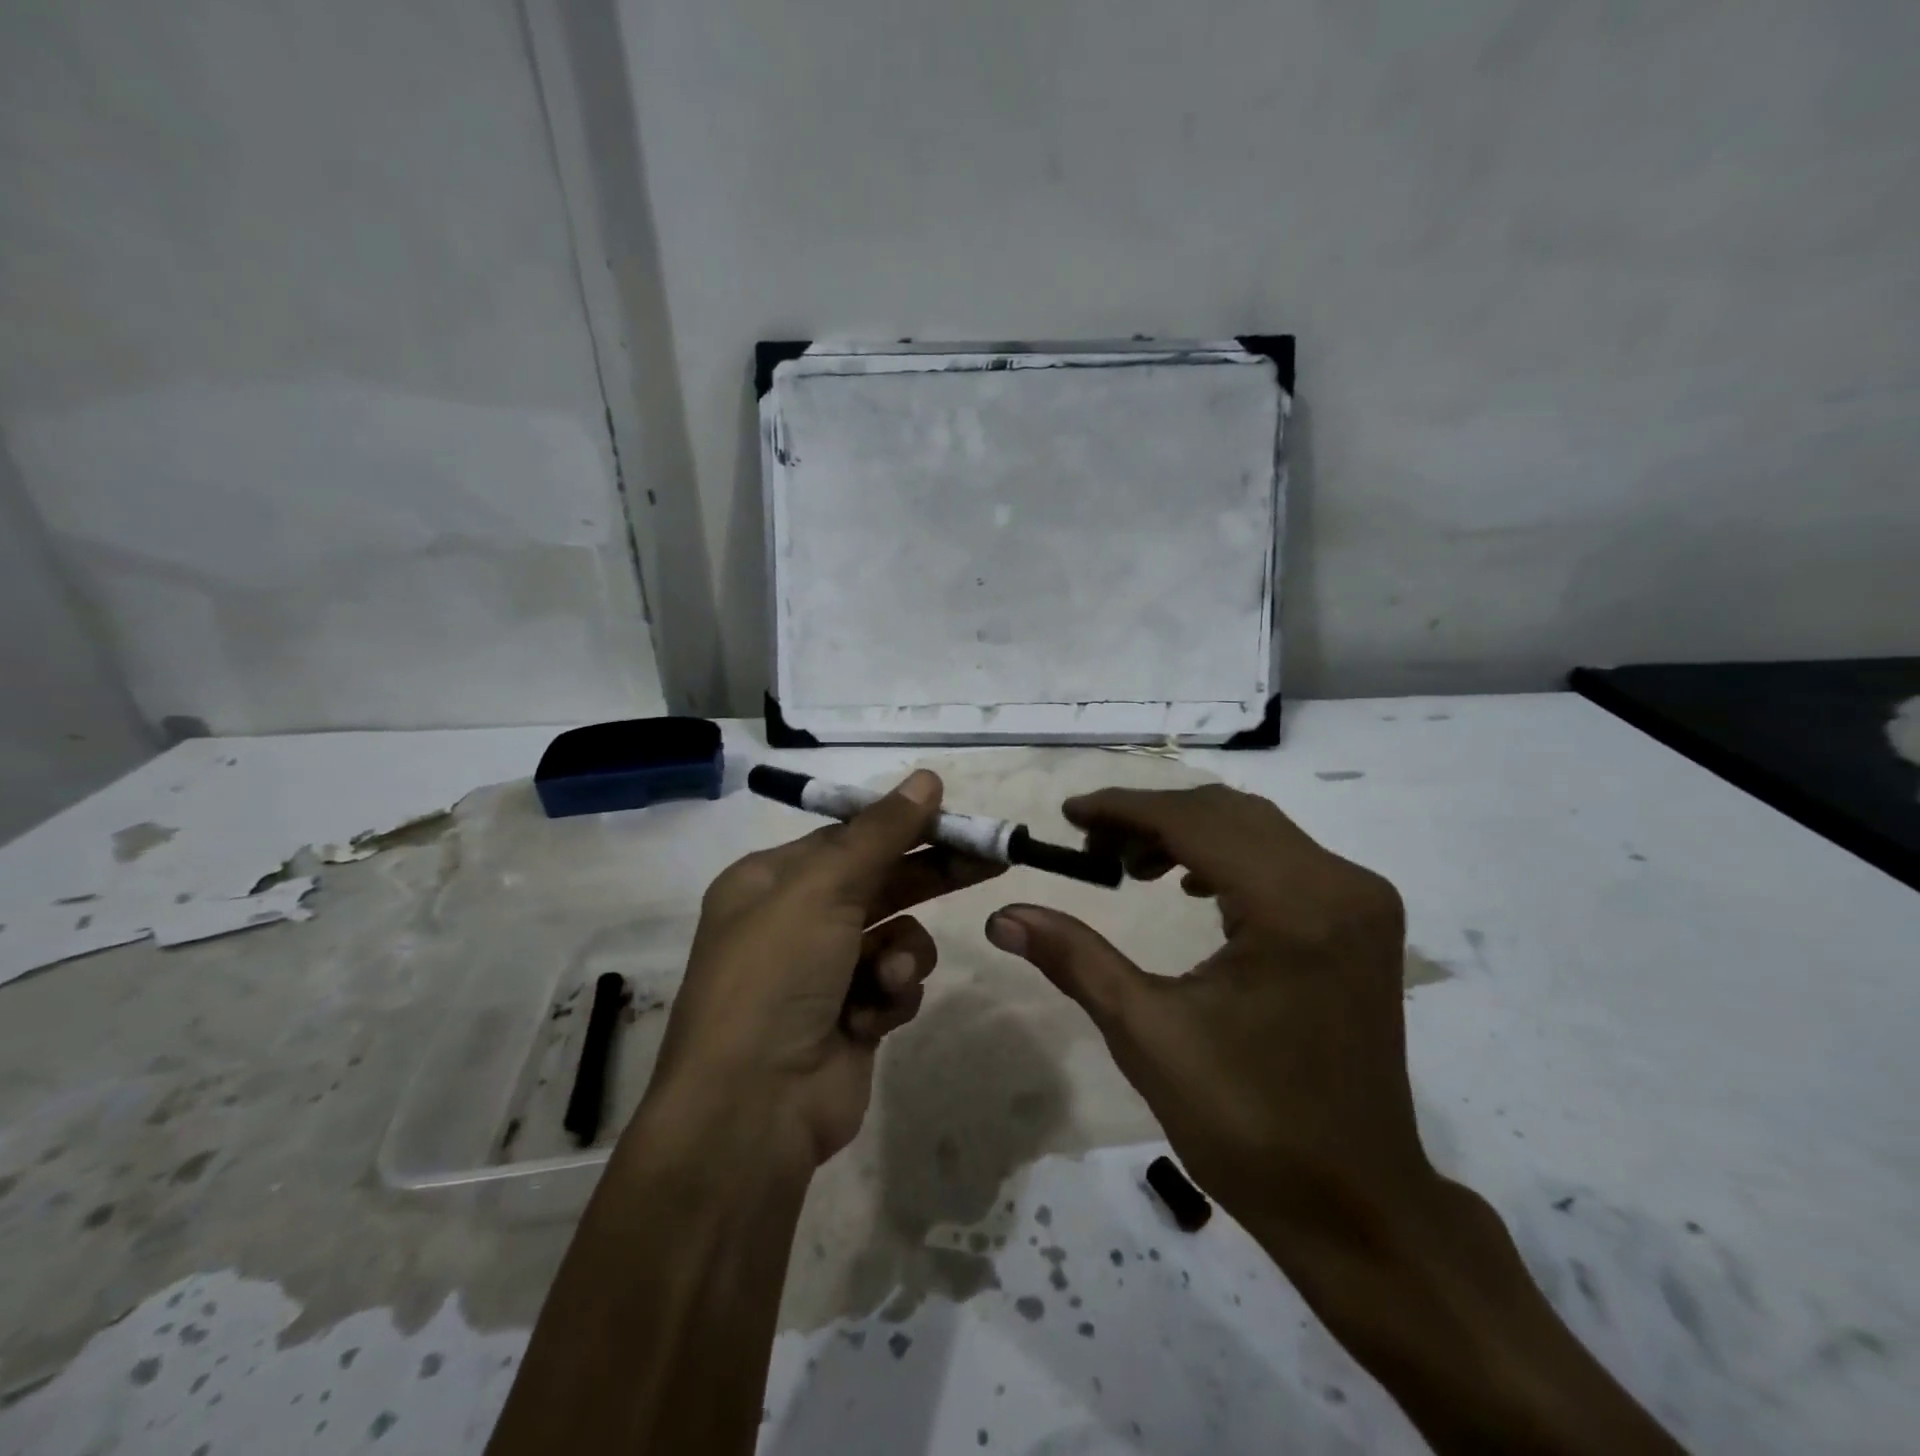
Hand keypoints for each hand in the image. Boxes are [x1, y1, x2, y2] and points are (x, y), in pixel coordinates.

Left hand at [645, 769, 1003, 1170]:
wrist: (753, 1107)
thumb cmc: (777, 975)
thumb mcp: (825, 887)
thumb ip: (881, 831)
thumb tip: (927, 777)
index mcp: (772, 881)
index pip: (850, 837)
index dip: (904, 825)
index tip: (956, 819)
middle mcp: (795, 921)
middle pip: (881, 881)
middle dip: (932, 874)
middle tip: (992, 859)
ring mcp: (824, 973)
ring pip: (897, 936)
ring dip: (903, 954)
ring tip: (890, 976)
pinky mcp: (851, 1017)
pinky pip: (895, 985)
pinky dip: (891, 996)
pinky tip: (871, 1017)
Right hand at [985, 783, 1427, 1239]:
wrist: (1354, 1204)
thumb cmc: (1248, 1124)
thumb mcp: (1147, 1034)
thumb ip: (1075, 958)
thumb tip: (1003, 916)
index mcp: (1295, 908)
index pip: (1197, 821)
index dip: (1125, 808)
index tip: (1070, 813)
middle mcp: (1341, 885)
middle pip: (1228, 813)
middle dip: (1151, 818)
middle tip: (1092, 847)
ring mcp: (1361, 901)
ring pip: (1257, 828)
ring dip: (1187, 834)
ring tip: (1131, 868)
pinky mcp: (1361, 921)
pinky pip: (1283, 857)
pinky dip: (1226, 856)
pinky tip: (1191, 887)